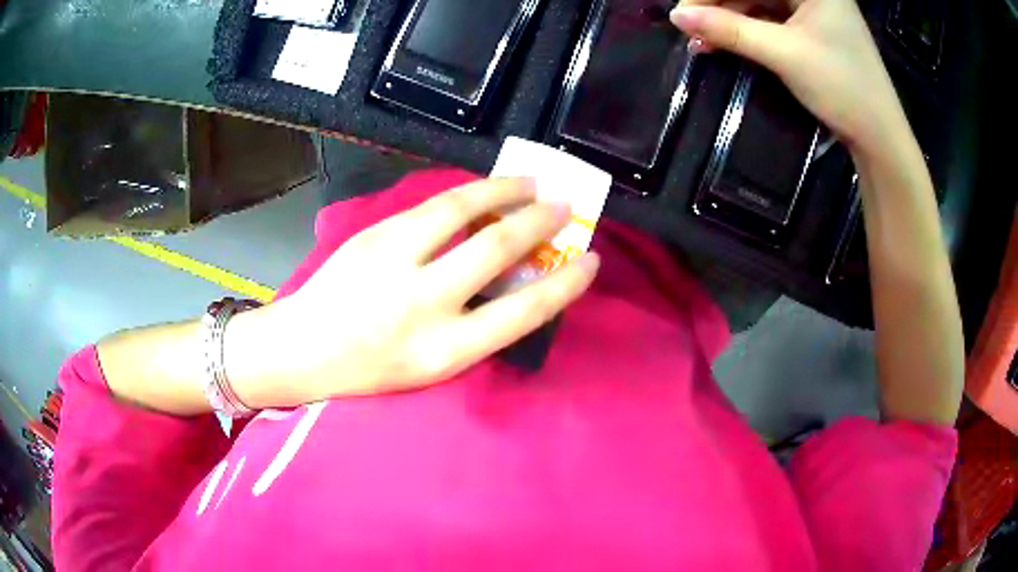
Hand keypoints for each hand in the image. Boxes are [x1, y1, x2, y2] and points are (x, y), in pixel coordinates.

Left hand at [226, 178, 599, 407]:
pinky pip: (431, 205)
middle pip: (497, 249)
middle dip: (541, 222)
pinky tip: (484, 191)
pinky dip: (467, 194)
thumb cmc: (371, 370)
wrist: (303, 348)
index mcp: (443, 352)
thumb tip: (518, 279)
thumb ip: (476, 327)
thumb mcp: (431, 367)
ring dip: (505, 190)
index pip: (523, 313)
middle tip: (565, 205)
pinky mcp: (374, 234)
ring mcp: (393, 261)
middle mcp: (422, 304)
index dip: (565, 284)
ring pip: (461, 209)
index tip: (592, 261)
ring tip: (531, 181)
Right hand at [670, 0, 907, 155]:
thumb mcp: (784, 55)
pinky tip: (725, 43)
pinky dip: (747, 31)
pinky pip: (771, 20)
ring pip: (759, 4)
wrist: (880, 137)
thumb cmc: (843, 88)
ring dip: (729, 20)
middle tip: (689, 27)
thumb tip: (677, 17)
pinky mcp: (812, 28)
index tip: (684, 11)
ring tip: (701, 42)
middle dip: (719, 6)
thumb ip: (730, 30)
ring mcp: (813, 9)